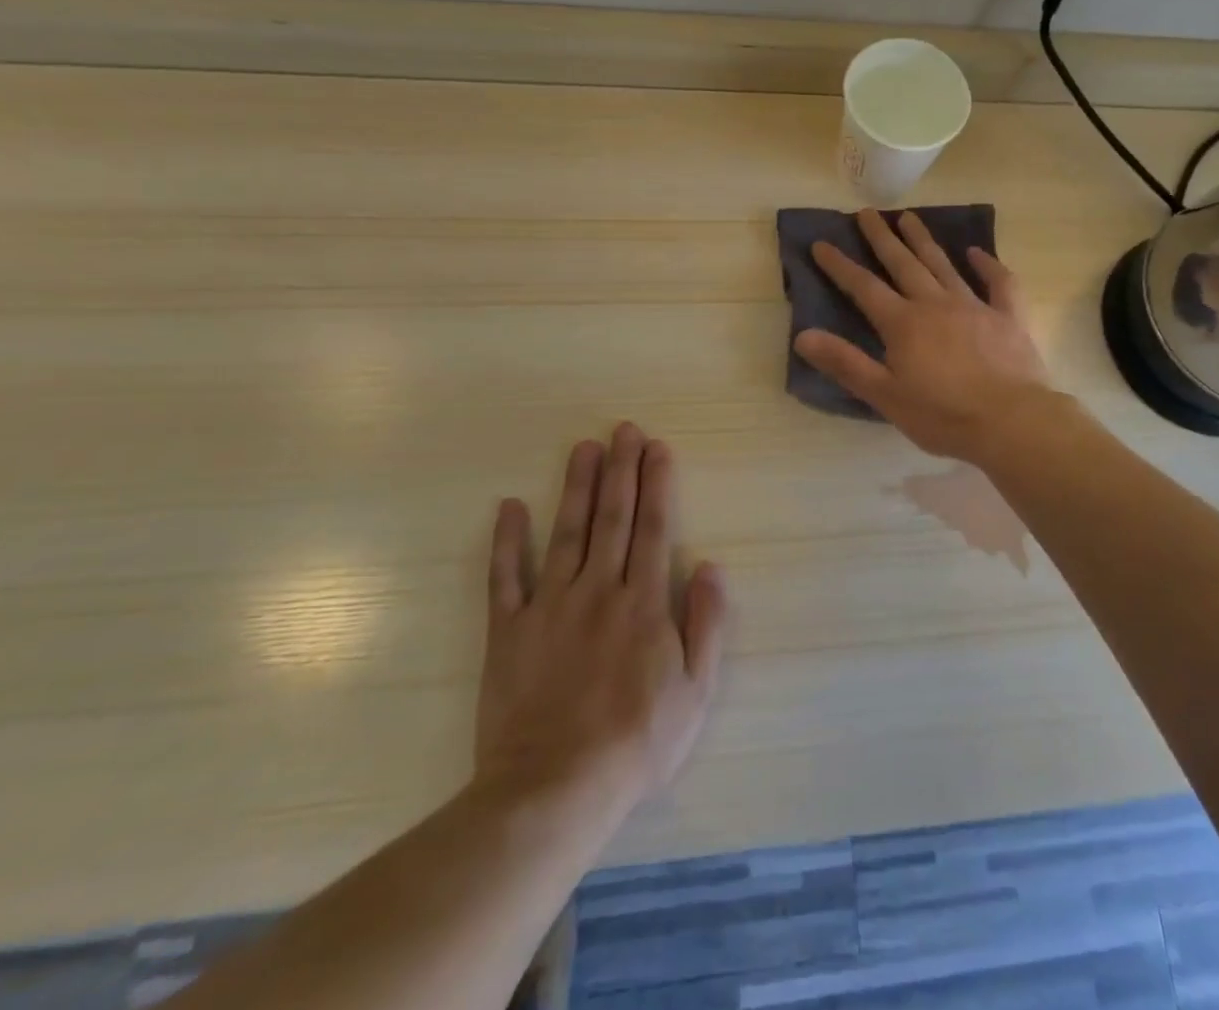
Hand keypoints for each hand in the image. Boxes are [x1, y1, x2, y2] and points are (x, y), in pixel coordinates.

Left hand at [474, 424, 728, 814]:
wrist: (554, 790)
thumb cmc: (637, 742)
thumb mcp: (696, 690)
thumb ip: (707, 623)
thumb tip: (712, 565)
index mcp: (644, 602)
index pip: (654, 527)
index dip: (656, 483)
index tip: (657, 447)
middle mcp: (599, 590)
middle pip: (613, 517)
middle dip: (620, 469)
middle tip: (623, 429)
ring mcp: (550, 606)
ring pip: (566, 533)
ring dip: (576, 487)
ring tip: (583, 448)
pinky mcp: (510, 631)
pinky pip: (506, 578)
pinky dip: (507, 541)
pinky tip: (509, 506)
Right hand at [793, 209, 1052, 462]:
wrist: (1011, 422)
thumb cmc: (943, 415)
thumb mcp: (885, 395)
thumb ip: (845, 363)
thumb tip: (803, 335)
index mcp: (903, 323)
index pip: (863, 287)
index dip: (840, 265)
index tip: (821, 243)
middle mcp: (935, 304)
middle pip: (903, 264)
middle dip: (882, 238)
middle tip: (867, 212)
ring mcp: (974, 306)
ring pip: (943, 265)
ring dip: (924, 241)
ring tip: (909, 217)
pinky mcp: (1008, 317)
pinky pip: (999, 282)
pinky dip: (988, 265)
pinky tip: (978, 252)